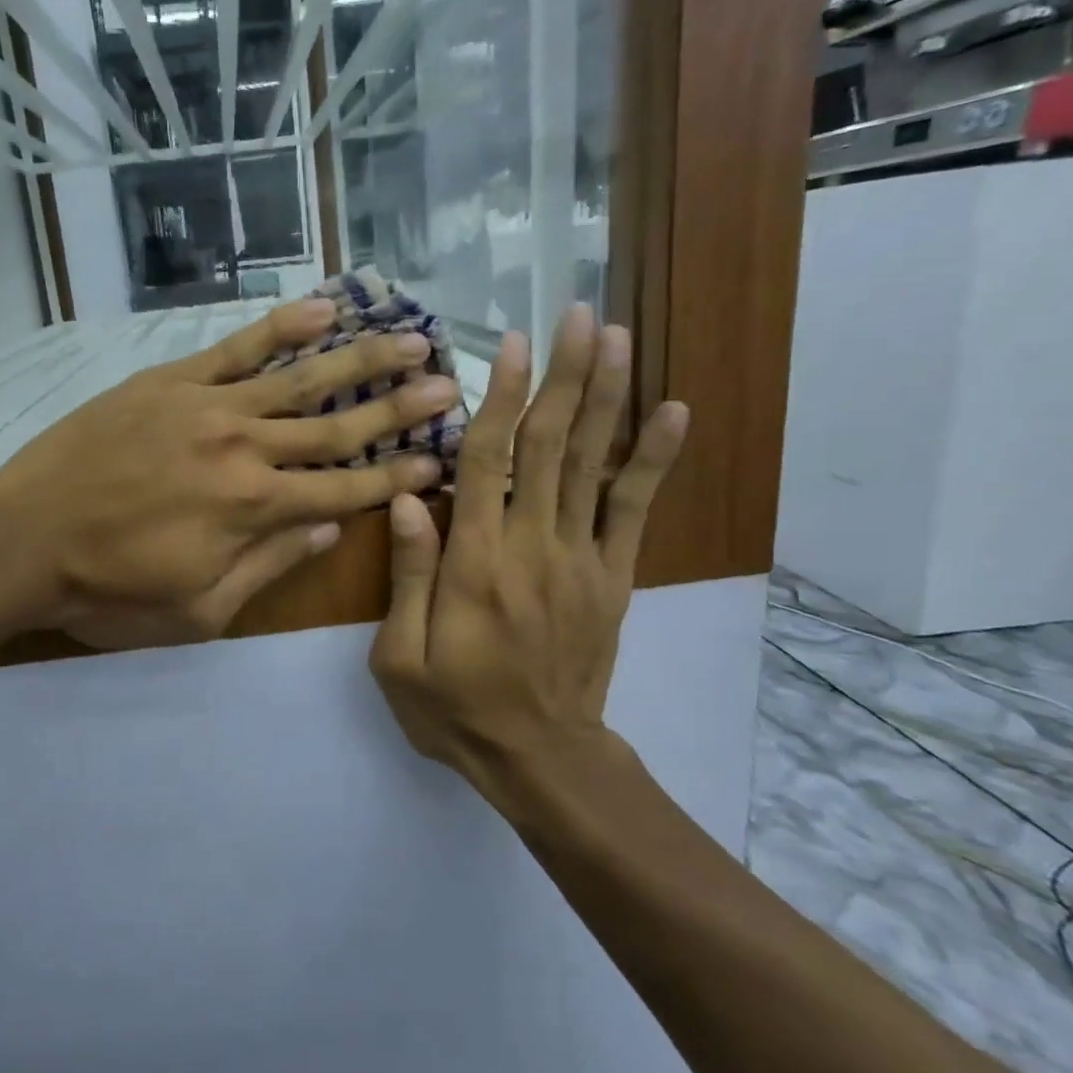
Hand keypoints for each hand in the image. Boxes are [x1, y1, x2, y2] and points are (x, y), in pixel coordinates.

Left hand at [0, 297, 455, 647]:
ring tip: (410, 336)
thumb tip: (331, 525)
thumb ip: (271, 564)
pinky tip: (323, 308)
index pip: (348, 487)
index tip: (443, 457)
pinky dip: (281, 327)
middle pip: (338, 426)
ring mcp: (208, 406)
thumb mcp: (200, 610)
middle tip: (452, 383)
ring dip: (360, 358)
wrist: (22, 541)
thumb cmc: (110, 592)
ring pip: (299, 378)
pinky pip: (236, 348)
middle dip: (399, 408)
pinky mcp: (170, 381)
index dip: (399, 474)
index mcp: (256, 510)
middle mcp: (245, 449)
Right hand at [369, 306, 687, 816]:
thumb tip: (406, 497)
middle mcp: (531, 546)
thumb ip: (409, 574)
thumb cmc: (455, 708)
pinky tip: (672, 412)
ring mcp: (580, 559)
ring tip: (619, 339)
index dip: (499, 398)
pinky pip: (634, 510)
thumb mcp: (400, 657)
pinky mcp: (612, 577)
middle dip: (565, 376)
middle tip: (579, 314)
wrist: (539, 757)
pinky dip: (653, 459)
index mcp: (475, 562)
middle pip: (549, 447)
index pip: (486, 463)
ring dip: (607, 398)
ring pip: (593, 465)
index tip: (512, 344)